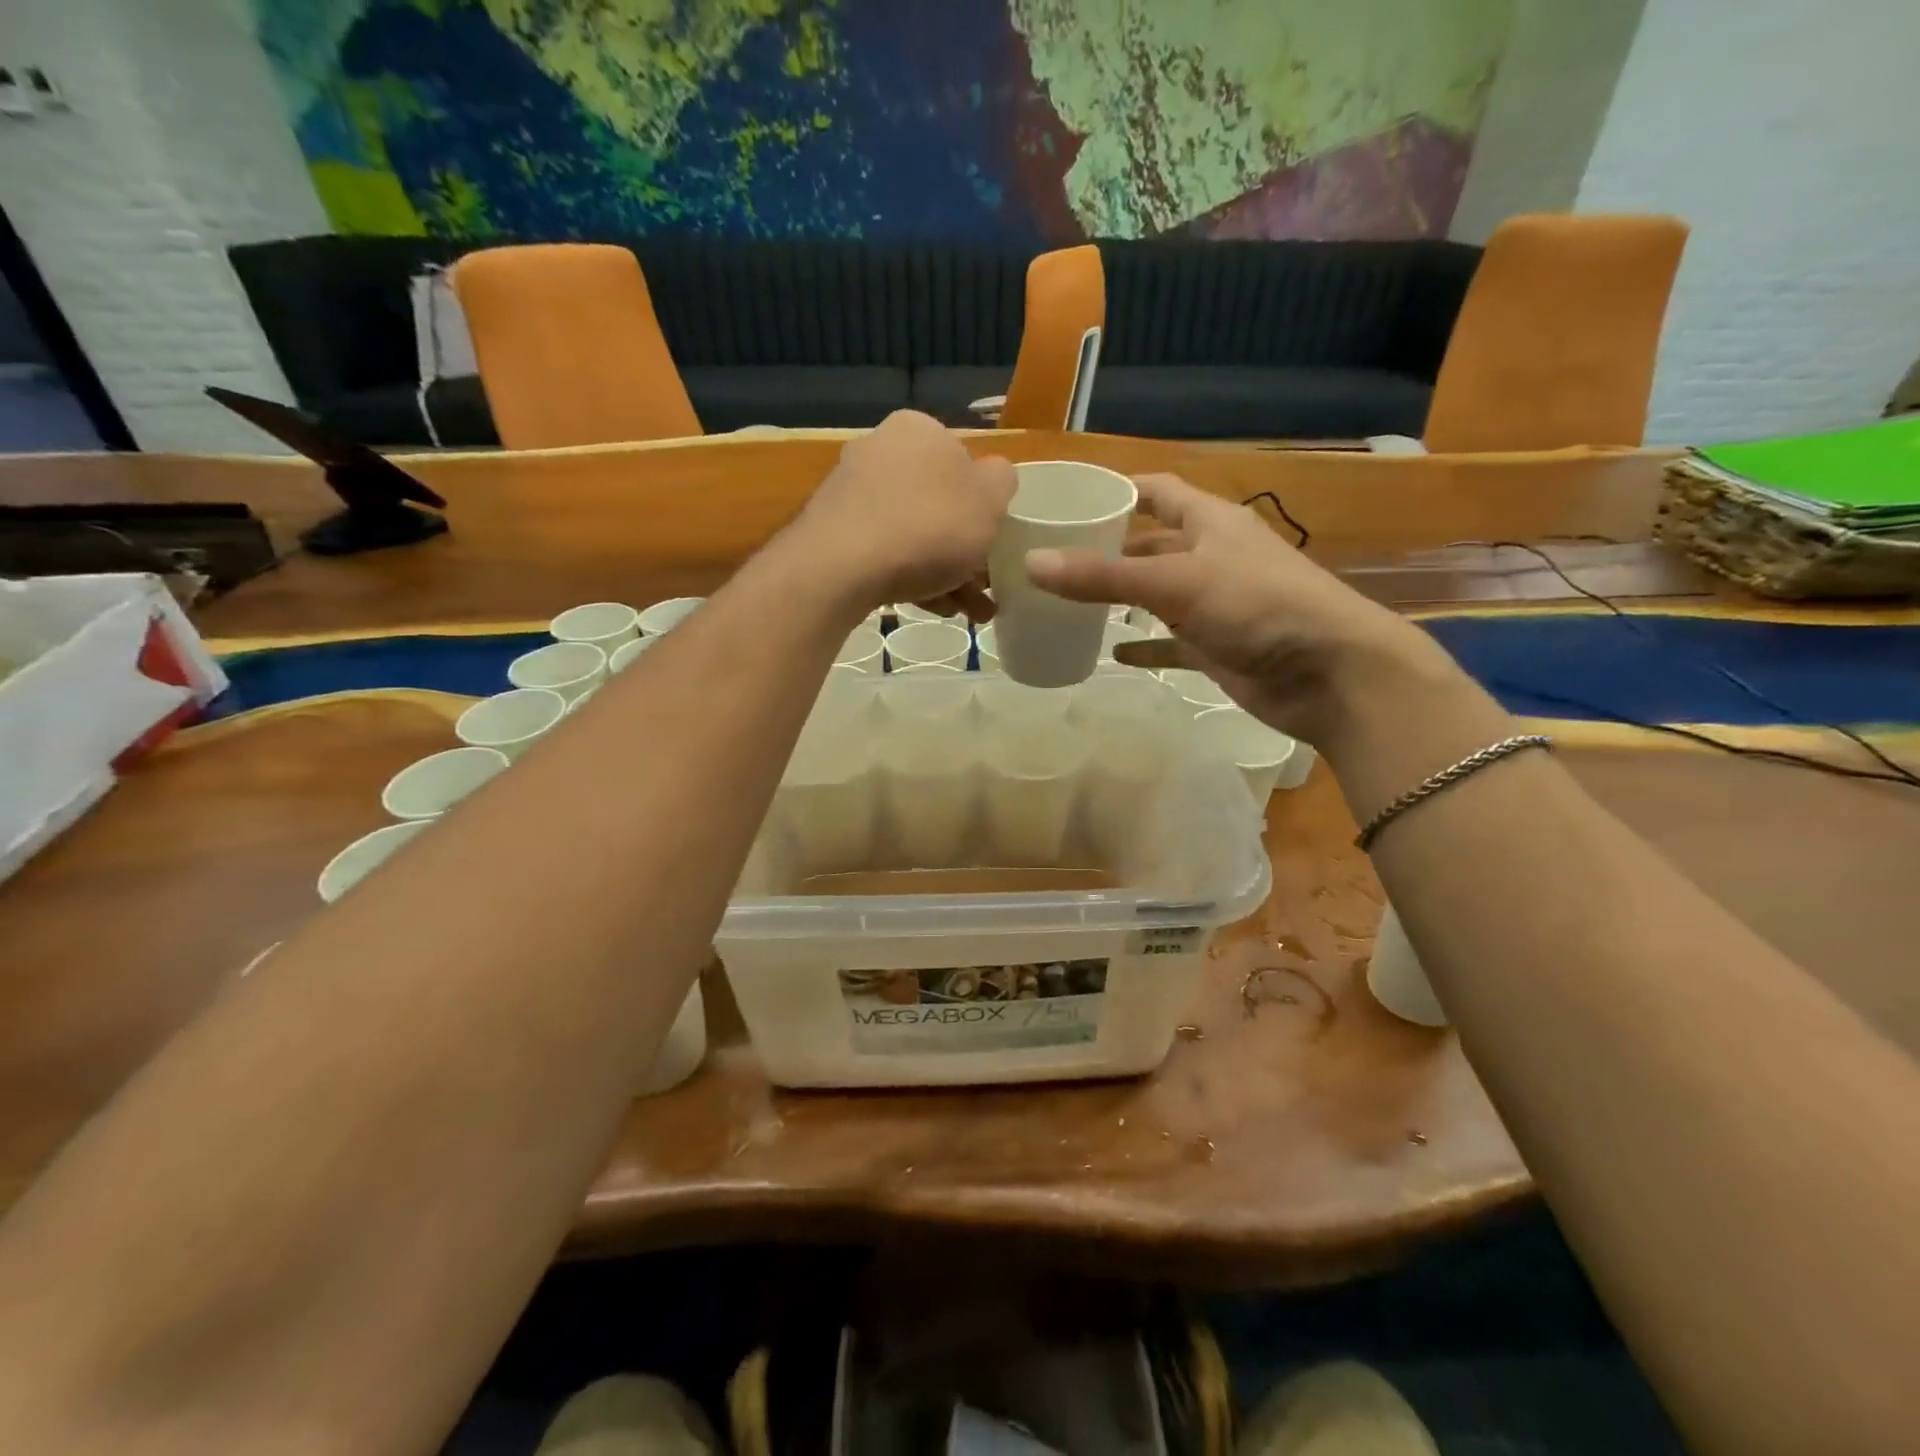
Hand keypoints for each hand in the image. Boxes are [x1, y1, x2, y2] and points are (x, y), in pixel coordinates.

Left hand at [796, 411, 1015, 619]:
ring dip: (943, 571)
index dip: (983, 505)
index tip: (993, 543)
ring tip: (963, 611)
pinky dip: (909, 576)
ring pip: (913, 532)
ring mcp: (851, 490)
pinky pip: (884, 551)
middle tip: (982, 590)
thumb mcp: (991, 499)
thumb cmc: (929, 525)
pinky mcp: (832, 530)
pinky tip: (928, 606)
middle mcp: (880, 449)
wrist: (842, 567)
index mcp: (919, 429)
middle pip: (937, 502)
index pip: (963, 462)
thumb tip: (991, 478)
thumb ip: (1001, 481)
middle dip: (964, 549)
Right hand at [1024, 473, 1451, 744]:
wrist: (1329, 673)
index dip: (1118, 491)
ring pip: (1157, 594)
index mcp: (1210, 522)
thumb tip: (1031, 564)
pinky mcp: (1216, 646)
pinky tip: (1110, 653)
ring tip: (1068, 603)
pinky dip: (1143, 645)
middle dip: (1108, 549)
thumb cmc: (1258, 605)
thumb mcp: (1176, 582)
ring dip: (1121, 598)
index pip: (1158, 492)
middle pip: (1151, 544)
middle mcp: (1211, 556)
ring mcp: (1214, 604)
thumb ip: (1104, 576)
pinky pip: (1169, 642)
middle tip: (1054, 559)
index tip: (1070, 499)